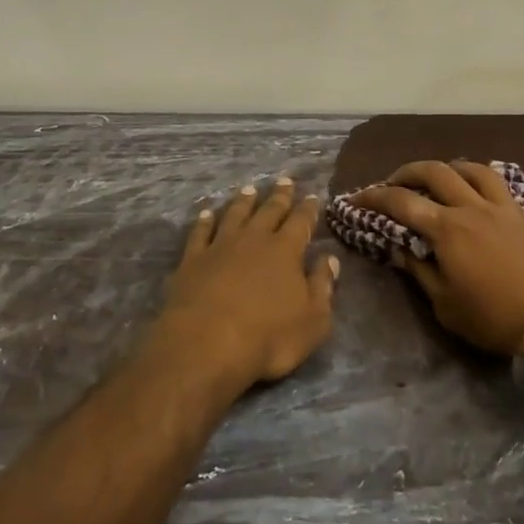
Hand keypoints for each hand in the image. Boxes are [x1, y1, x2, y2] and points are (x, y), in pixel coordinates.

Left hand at [153, 178, 339, 391]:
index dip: (308, 209)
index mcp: (285, 251)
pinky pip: (201, 232)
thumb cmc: (268, 338)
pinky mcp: (193, 259)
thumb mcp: (313, 321)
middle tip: (284, 179)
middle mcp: (254, 239)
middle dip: (279, 196)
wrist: (207, 344)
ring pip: (235, 214)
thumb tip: (330, 259)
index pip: (301, 222)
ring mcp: (221, 246)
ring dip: (243, 201)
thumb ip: (323, 286)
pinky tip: (207, 213)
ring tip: (249, 188)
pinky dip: (205, 221)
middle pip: (269, 211)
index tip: (312, 195)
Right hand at [353, 161, 523, 355]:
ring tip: (433, 178)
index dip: (373, 197)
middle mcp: (468, 207)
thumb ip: (420, 273)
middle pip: (432, 172)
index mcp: (445, 229)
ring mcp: (497, 206)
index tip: (355, 198)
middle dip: (406, 172)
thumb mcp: (446, 305)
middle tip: (392, 183)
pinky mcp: (520, 212)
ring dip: (443, 168)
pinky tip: (472, 186)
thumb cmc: (495, 316)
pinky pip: (494, 180)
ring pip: (466, 168)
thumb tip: (400, 250)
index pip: (400, 202)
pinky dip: (475, 175)